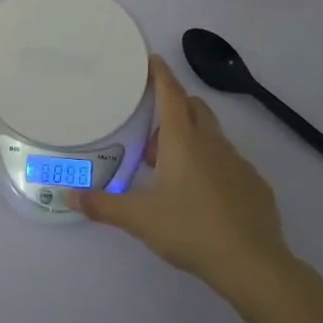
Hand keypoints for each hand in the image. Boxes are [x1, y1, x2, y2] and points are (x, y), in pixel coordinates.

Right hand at [73, 55, 289, 290]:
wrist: (251, 263)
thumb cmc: (189, 229)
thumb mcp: (138, 218)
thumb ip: (102, 204)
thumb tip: (66, 194)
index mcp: (182, 141)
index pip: (171, 94)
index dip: (160, 74)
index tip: (152, 59)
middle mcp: (212, 143)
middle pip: (194, 108)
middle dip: (175, 108)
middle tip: (152, 134)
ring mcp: (239, 163)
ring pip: (212, 136)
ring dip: (192, 140)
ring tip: (172, 171)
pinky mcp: (255, 185)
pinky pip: (230, 163)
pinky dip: (213, 166)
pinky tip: (204, 196)